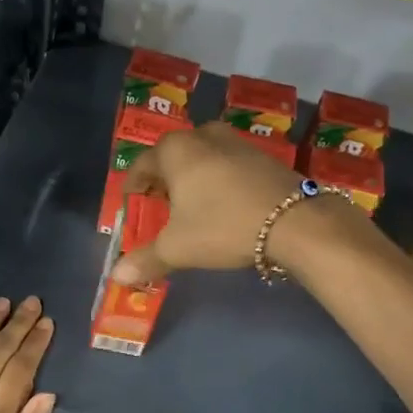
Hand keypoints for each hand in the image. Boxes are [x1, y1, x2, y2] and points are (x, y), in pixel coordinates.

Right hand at [112, 123, 367, 284]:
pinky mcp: (262, 156)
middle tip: (161, 209)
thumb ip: (146, 259)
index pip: (141, 165)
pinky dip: (219, 182)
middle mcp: (203, 136)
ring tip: (193, 209)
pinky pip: (227, 165)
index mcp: (176, 150)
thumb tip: (117, 276)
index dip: (133, 188)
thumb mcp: (179, 248)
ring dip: (193, 180)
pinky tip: (225, 207)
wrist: (295, 221)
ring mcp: (236, 142)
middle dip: (163, 182)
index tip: (132, 207)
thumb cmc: (223, 226)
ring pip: (202, 159)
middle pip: (172, 158)